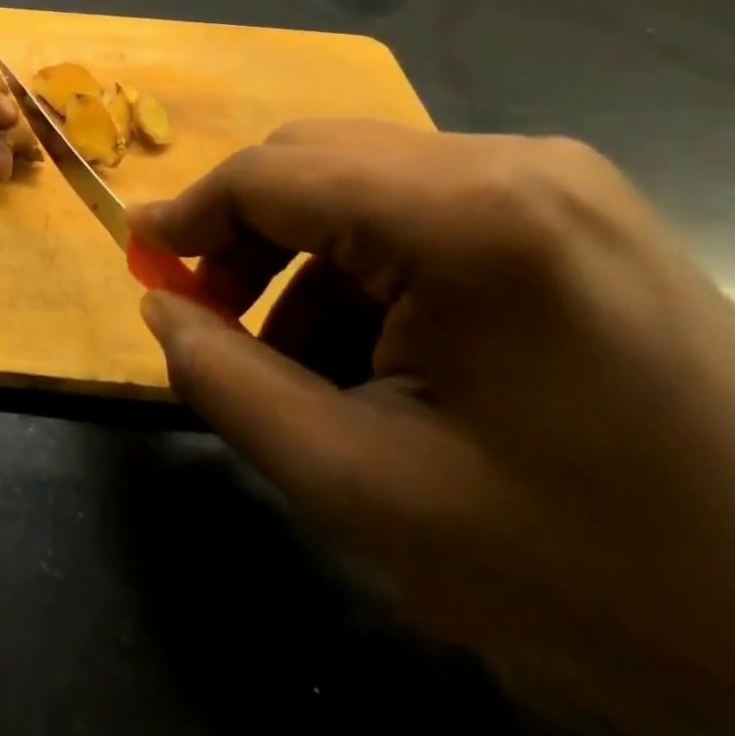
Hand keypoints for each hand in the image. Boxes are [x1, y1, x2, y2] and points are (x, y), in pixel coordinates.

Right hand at [129, 121, 734, 735]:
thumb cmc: (593, 575)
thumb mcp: (364, 489)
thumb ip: (226, 382)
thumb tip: (159, 303)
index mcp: (470, 215)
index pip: (270, 175)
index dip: (188, 216)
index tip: (141, 261)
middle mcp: (513, 161)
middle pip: (311, 161)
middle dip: (242, 234)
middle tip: (213, 317)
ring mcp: (556, 178)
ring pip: (358, 180)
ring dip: (302, 255)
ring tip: (296, 354)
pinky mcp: (575, 210)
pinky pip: (419, 205)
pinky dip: (365, 263)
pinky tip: (379, 347)